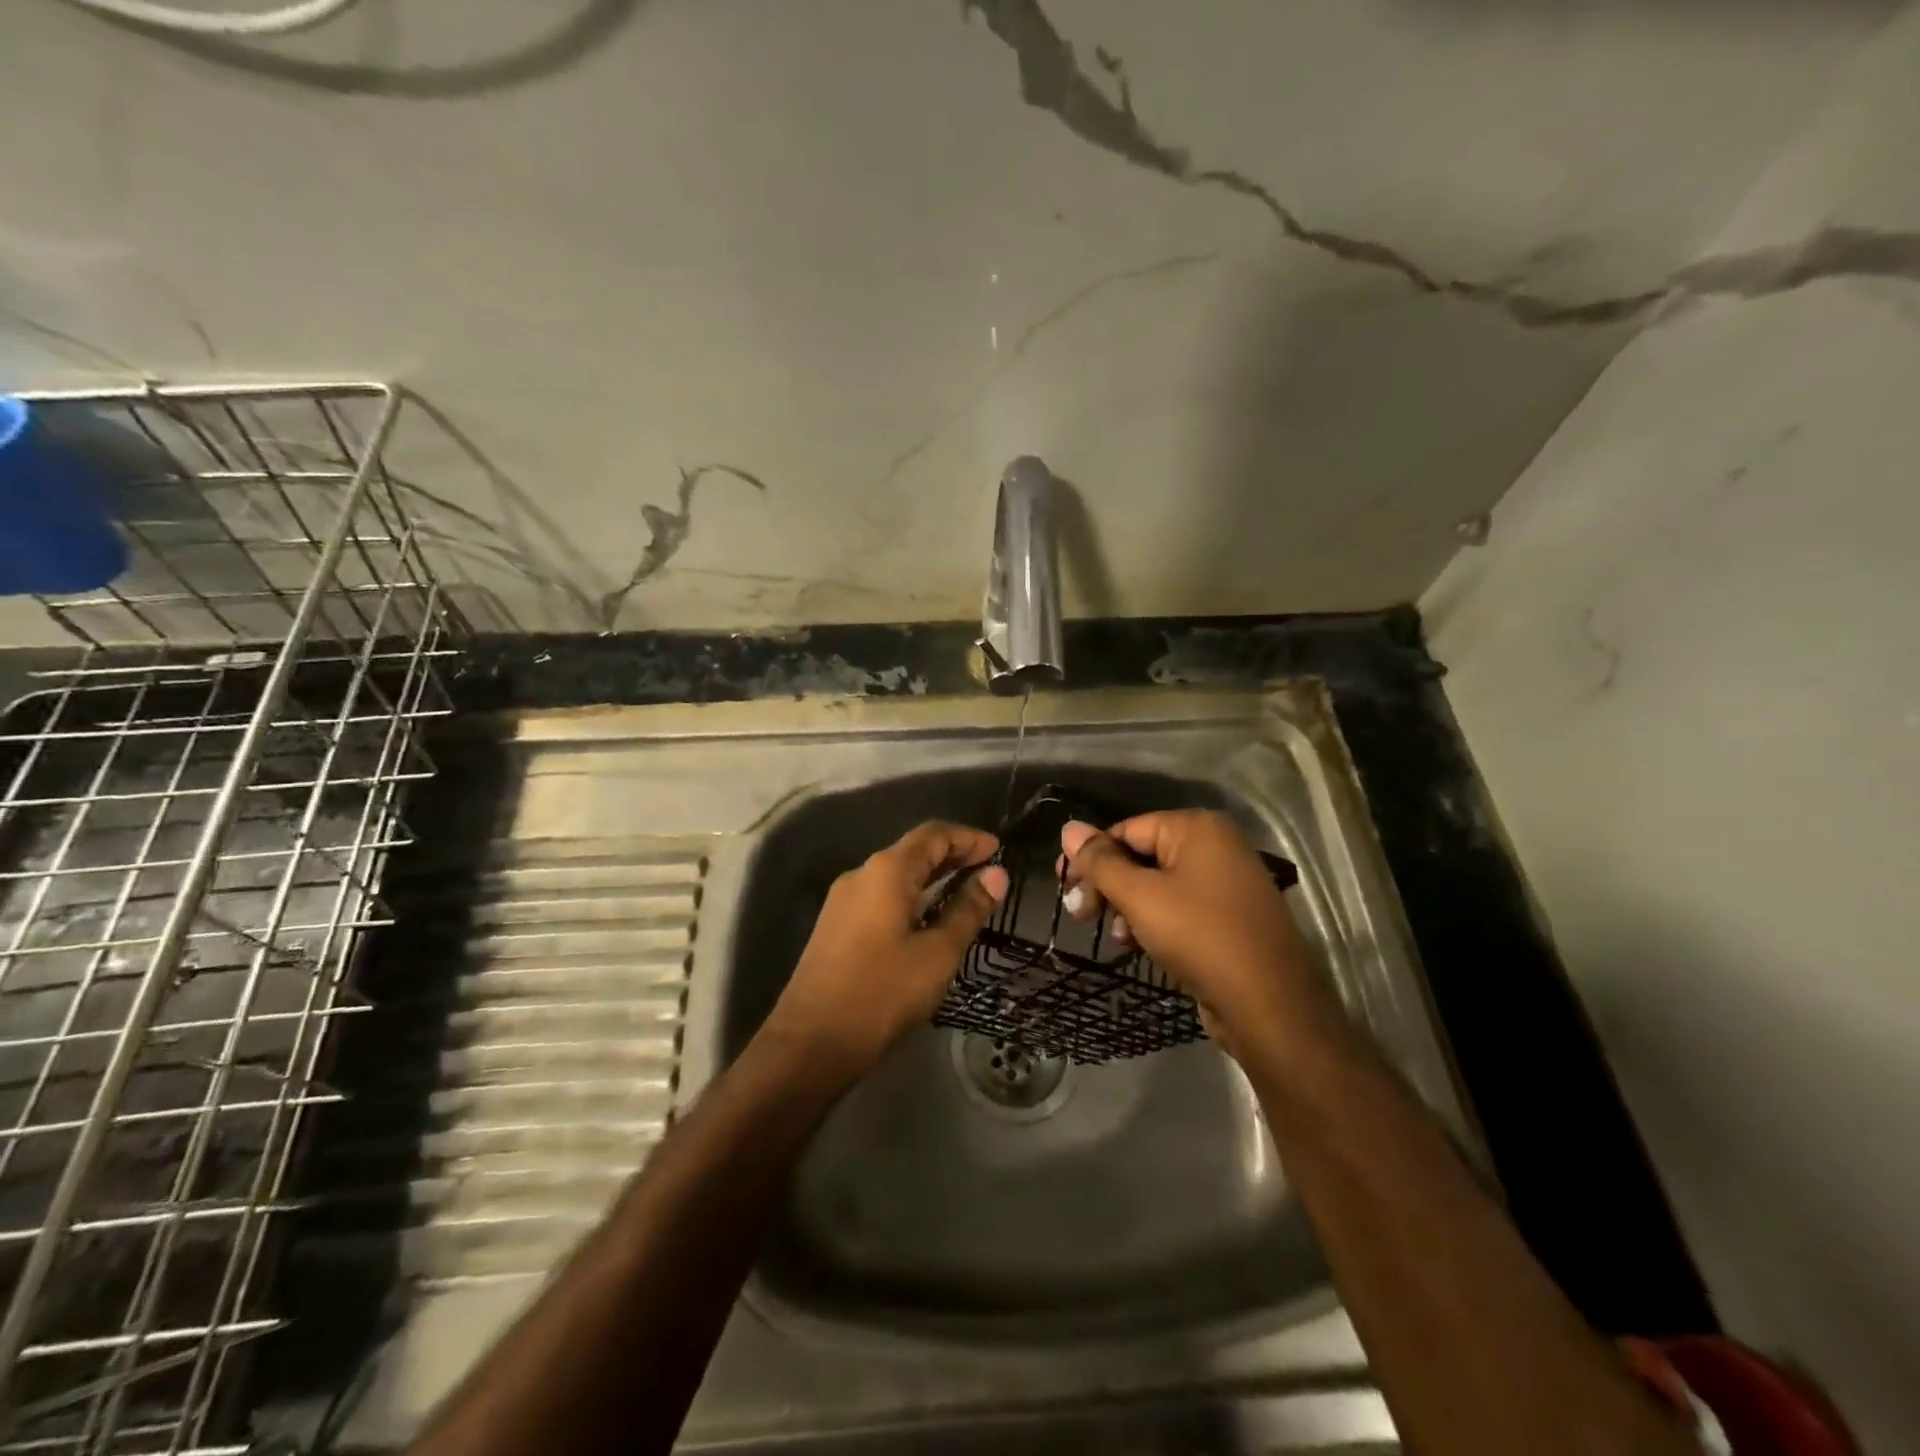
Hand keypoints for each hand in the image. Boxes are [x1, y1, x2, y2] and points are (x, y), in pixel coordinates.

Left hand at [766, 820, 1009, 1079]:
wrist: (810, 1043)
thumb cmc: (882, 993)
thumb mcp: (938, 953)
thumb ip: (968, 909)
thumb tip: (997, 874)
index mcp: (886, 871)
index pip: (933, 834)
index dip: (968, 838)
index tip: (998, 849)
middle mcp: (861, 874)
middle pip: (912, 850)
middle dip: (952, 855)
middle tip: (988, 870)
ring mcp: (843, 900)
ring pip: (895, 875)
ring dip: (932, 877)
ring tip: (966, 892)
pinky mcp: (836, 926)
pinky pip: (881, 896)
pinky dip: (911, 896)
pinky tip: (929, 919)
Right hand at [1058, 811, 1339, 1061]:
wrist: (1270, 1005)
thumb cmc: (1199, 936)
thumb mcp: (1139, 896)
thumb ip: (1100, 861)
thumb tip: (1068, 828)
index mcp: (1197, 828)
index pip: (1127, 830)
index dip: (1091, 857)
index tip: (1063, 886)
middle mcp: (1216, 846)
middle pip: (1142, 855)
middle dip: (1108, 885)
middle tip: (1079, 913)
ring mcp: (1227, 882)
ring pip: (1158, 884)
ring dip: (1128, 907)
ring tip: (1118, 936)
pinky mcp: (1230, 917)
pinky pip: (1180, 906)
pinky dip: (1155, 920)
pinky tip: (1140, 944)